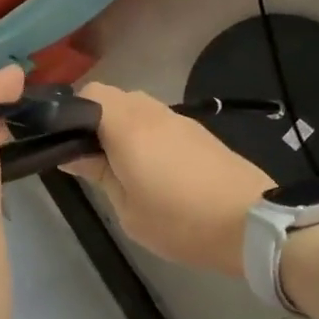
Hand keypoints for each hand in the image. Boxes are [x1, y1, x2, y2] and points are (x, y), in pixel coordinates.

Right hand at [63, 83, 274, 276]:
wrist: (250, 224)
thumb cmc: (180, 222)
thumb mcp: (128, 210)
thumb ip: (98, 174)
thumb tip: (72, 153)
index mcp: (128, 126)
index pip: (89, 93)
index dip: (72, 113)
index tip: (67, 144)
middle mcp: (151, 111)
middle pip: (113, 97)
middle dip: (96, 120)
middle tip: (92, 160)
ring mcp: (178, 118)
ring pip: (137, 107)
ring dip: (123, 128)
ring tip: (123, 167)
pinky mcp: (198, 131)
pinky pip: (159, 121)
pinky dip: (146, 134)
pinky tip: (153, 168)